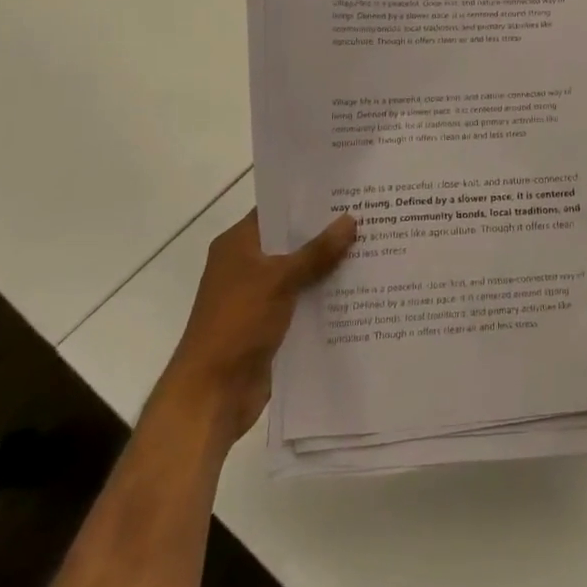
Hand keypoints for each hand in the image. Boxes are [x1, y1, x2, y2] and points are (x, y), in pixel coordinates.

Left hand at [161, 209, 355, 442]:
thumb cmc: (237, 324)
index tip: (346, 191)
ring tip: (374, 249)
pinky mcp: (271, 324)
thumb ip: (317, 251)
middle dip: (327, 233)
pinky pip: (304, 301)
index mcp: (238, 245)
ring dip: (330, 267)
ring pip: (301, 272)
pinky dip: (325, 297)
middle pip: (292, 241)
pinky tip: (361, 290)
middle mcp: (247, 265)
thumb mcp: (280, 279)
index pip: (276, 210)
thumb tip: (351, 220)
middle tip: (370, 217)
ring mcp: (259, 297)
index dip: (308, 201)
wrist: (212, 394)